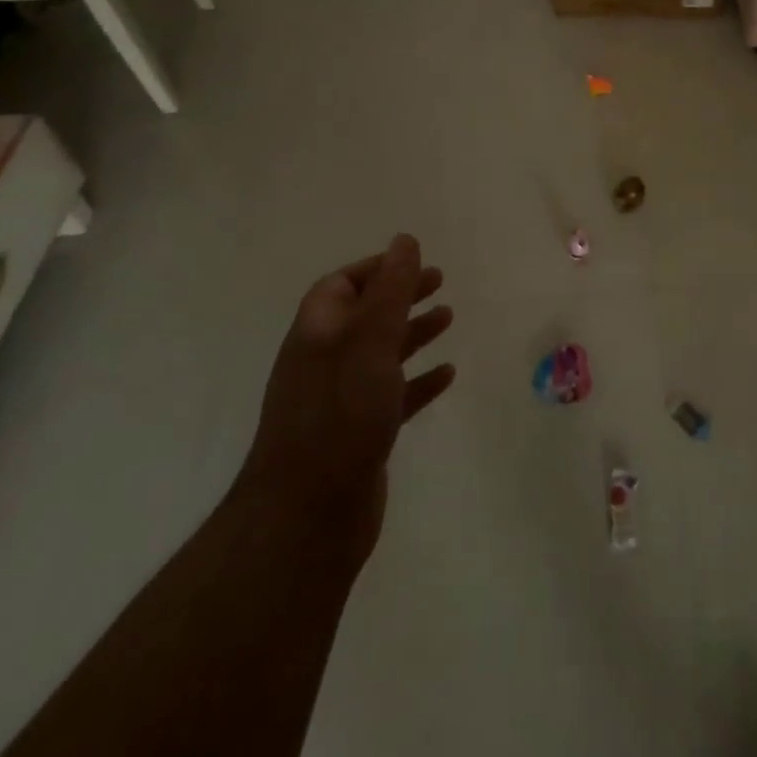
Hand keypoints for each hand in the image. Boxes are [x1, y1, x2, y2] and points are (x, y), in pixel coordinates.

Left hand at [237, 235, 455, 560]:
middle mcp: (325, 362)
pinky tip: (447, 375)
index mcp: (318, 334)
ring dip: (413, 333)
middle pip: (364, 315)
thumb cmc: (340, 414)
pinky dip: (419, 380)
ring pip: (381, 354)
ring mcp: (340, 401)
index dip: (375, 269)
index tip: (413, 261)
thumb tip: (404, 240)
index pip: (340, 286)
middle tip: (439, 281)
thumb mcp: (369, 341)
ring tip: (448, 318)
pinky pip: (393, 395)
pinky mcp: (359, 434)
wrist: (308, 516)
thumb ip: (390, 289)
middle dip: (400, 295)